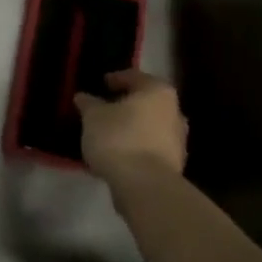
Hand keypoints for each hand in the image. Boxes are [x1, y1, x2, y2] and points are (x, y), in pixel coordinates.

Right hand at [75, 69, 188, 185]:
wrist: (144, 184)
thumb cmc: (118, 138)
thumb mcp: (93, 117)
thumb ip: (89, 104)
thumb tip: (83, 97)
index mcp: (157, 92)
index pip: (134, 77)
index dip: (116, 78)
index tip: (102, 83)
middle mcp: (174, 111)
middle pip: (147, 101)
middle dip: (127, 104)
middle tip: (105, 108)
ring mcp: (178, 139)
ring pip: (151, 125)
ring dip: (133, 126)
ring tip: (110, 132)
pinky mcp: (175, 163)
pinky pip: (151, 146)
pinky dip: (137, 145)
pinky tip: (120, 152)